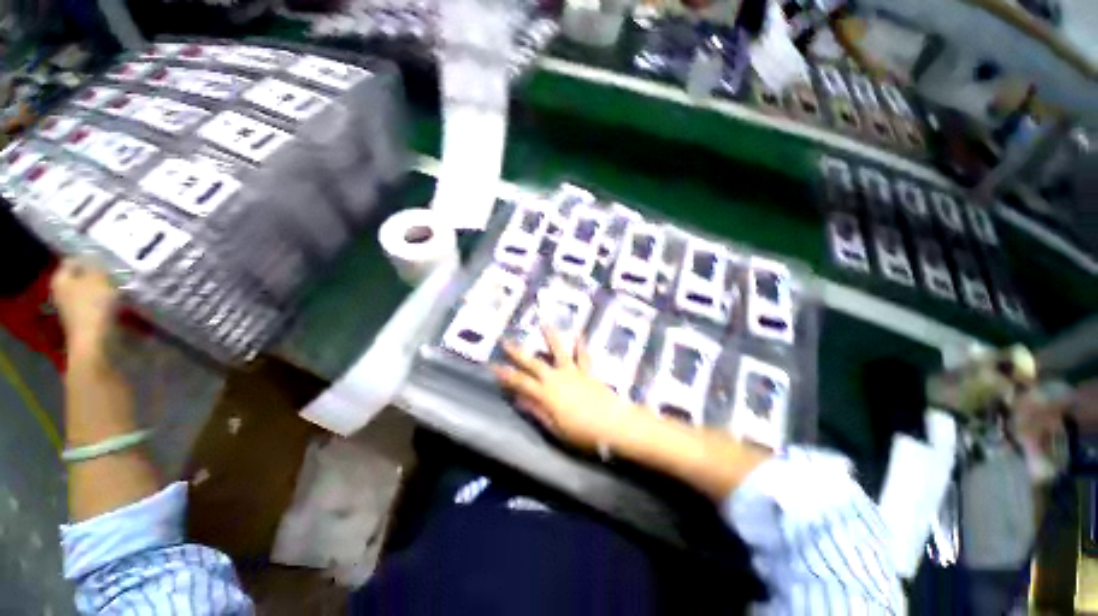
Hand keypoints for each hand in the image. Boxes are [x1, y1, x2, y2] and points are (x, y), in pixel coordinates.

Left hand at [51, 259, 118, 355]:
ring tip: (120, 290)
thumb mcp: (98, 279)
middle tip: (116, 276)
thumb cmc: (93, 306)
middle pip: (81, 278)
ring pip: (90, 293)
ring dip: (104, 291)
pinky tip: (118, 306)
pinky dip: (107, 304)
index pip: (72, 261)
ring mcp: (72, 308)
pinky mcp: (84, 321)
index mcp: (60, 279)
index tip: (107, 262)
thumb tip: (94, 257)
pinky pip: (96, 306)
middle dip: (98, 277)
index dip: (89, 259)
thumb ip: (96, 265)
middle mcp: (61, 292)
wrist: (94, 341)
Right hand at [493, 328, 639, 450]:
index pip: (520, 382)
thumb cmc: (582, 432)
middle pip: (533, 362)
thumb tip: (517, 399)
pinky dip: (580, 346)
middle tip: (506, 341)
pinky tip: (579, 334)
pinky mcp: (587, 372)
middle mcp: (556, 378)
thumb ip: (536, 411)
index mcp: (546, 394)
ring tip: (543, 323)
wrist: (613, 425)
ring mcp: (573, 372)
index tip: (492, 366)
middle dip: (517, 352)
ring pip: (558, 351)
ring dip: (550, 336)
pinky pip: (583, 356)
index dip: (505, 375)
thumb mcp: (554, 428)